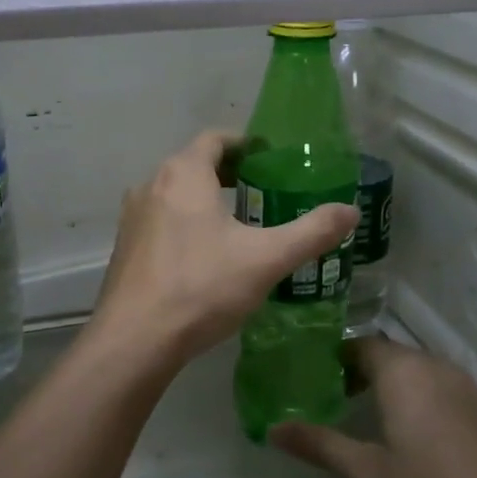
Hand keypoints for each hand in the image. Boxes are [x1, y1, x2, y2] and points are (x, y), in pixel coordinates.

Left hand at [91, 131, 357, 368]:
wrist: (136, 338)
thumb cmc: (202, 286)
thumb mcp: (266, 259)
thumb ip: (311, 232)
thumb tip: (351, 212)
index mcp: (183, 173)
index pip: (215, 139)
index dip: (245, 144)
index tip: (270, 160)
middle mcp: (151, 185)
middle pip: (193, 164)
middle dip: (228, 173)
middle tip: (262, 192)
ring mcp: (133, 217)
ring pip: (175, 194)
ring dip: (204, 200)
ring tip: (238, 225)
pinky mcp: (125, 247)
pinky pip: (160, 221)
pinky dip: (184, 224)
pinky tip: (204, 257)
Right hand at [270, 336, 476, 477]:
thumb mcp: (369, 475)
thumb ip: (321, 445)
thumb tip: (273, 430)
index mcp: (405, 373)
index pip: (361, 345)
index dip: (335, 358)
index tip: (313, 380)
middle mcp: (436, 368)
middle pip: (390, 355)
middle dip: (360, 372)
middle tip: (332, 401)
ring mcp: (466, 388)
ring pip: (417, 372)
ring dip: (391, 385)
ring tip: (366, 418)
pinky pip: (440, 388)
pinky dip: (418, 398)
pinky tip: (412, 437)